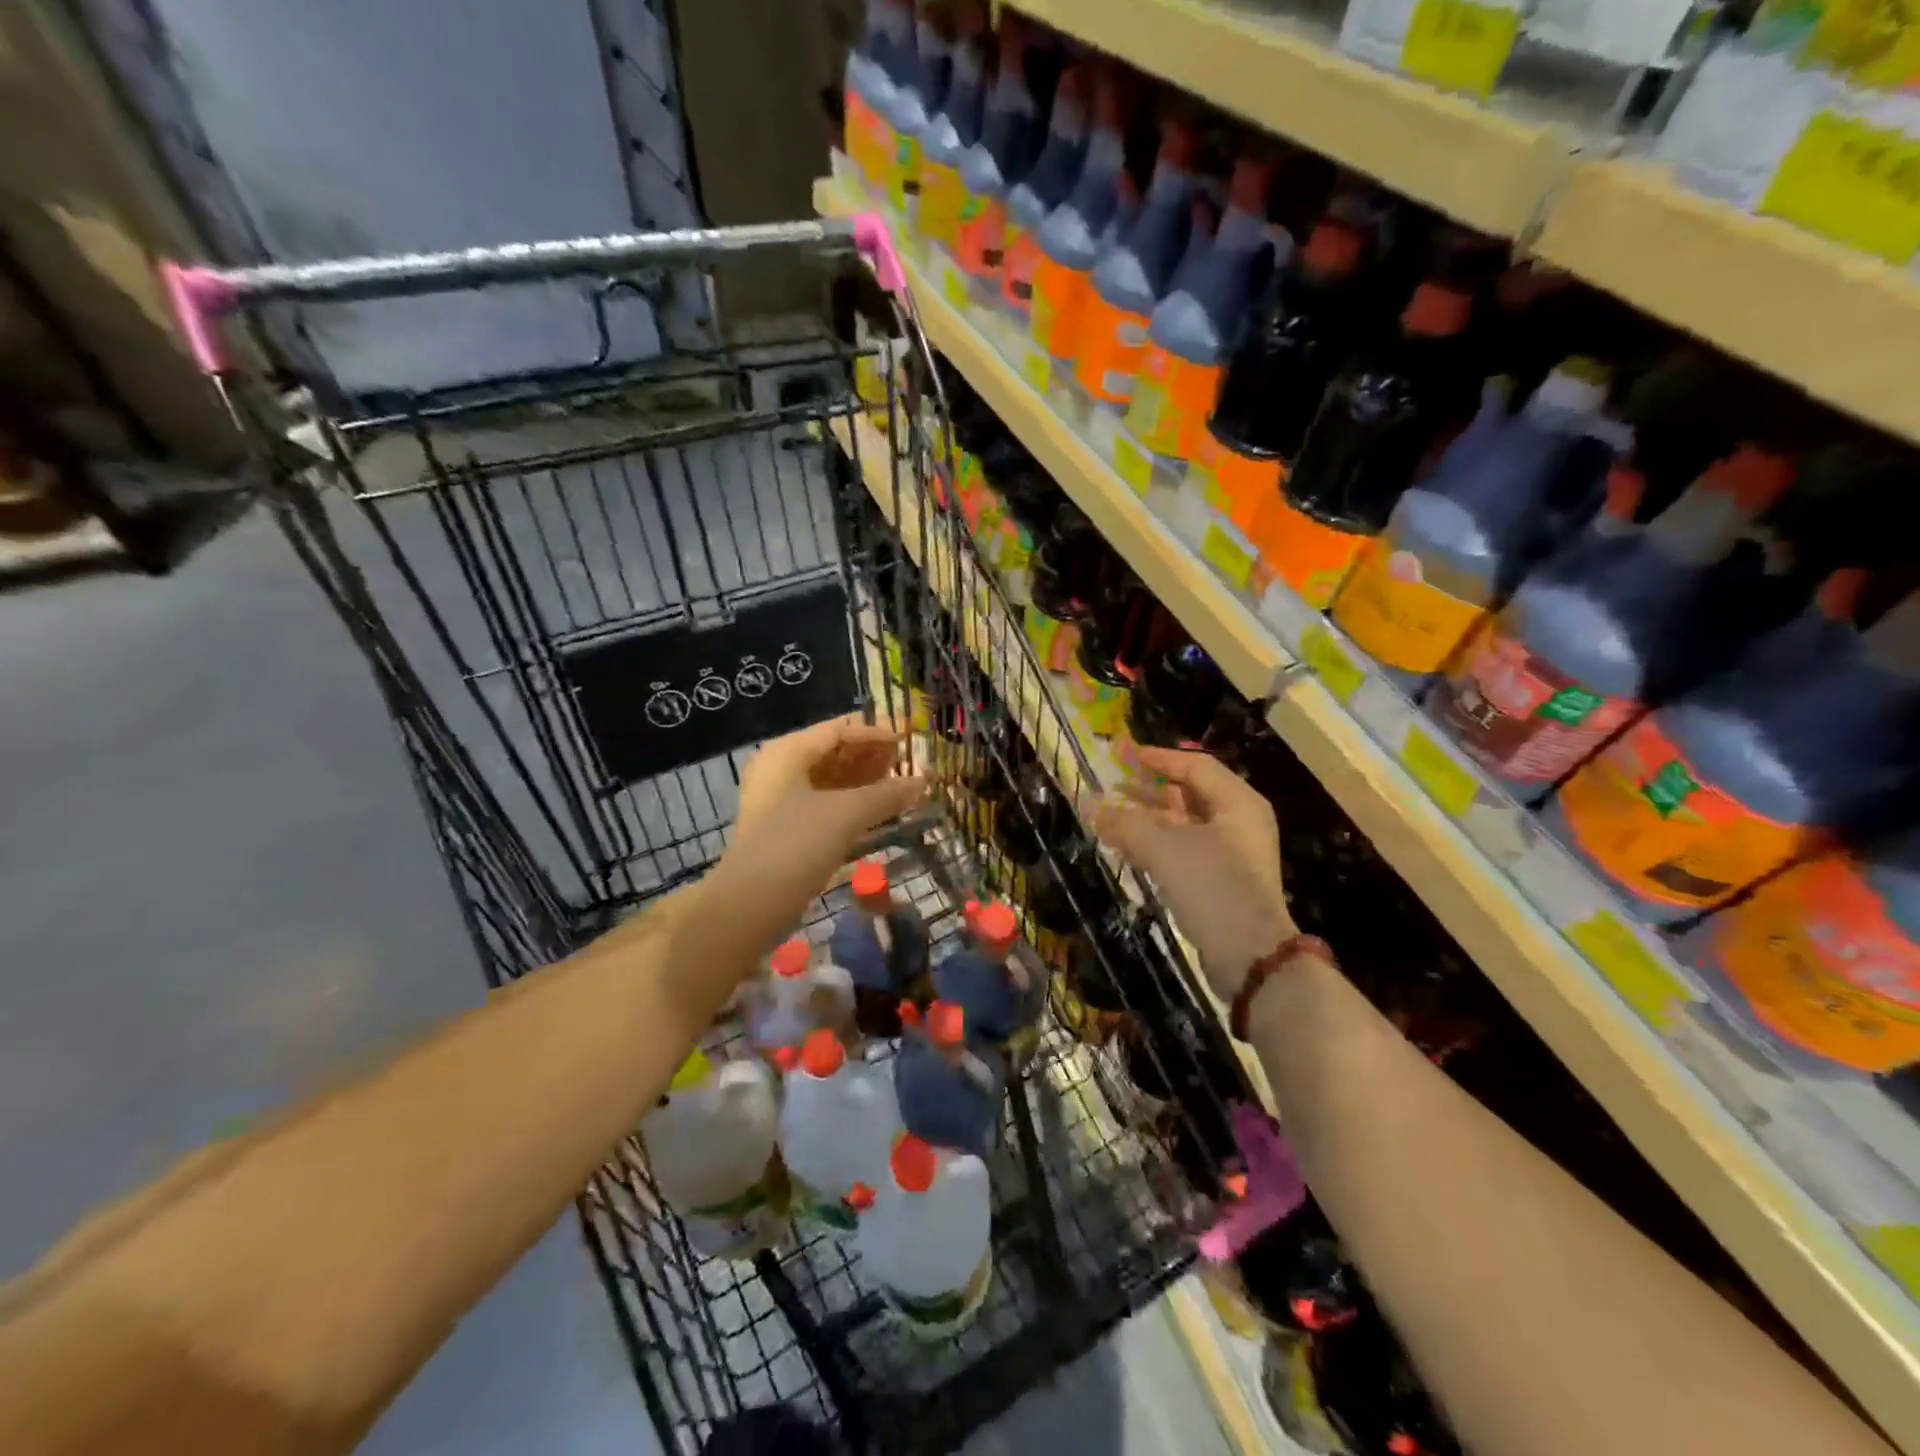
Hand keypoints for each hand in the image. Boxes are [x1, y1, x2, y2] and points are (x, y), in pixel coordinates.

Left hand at [727, 713, 928, 900]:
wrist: (751, 903)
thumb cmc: (797, 844)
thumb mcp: (847, 814)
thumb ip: (887, 794)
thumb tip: (923, 781)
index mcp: (788, 752)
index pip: (839, 729)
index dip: (876, 732)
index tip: (909, 741)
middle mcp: (781, 768)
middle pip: (834, 752)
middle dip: (872, 758)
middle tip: (909, 765)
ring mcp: (780, 800)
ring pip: (830, 780)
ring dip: (865, 782)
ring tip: (901, 788)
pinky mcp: (785, 828)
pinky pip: (824, 804)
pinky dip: (852, 804)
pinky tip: (879, 813)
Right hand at [1092, 746, 1294, 1000]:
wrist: (1249, 956)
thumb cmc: (1212, 887)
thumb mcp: (1164, 849)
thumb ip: (1125, 823)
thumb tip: (1089, 805)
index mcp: (1237, 803)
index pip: (1195, 766)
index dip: (1158, 758)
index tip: (1125, 754)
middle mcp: (1239, 823)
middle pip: (1189, 794)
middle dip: (1149, 789)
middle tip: (1114, 784)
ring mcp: (1232, 854)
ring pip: (1184, 824)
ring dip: (1148, 818)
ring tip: (1112, 816)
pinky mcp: (1221, 882)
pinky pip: (1184, 850)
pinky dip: (1156, 844)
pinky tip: (1128, 846)